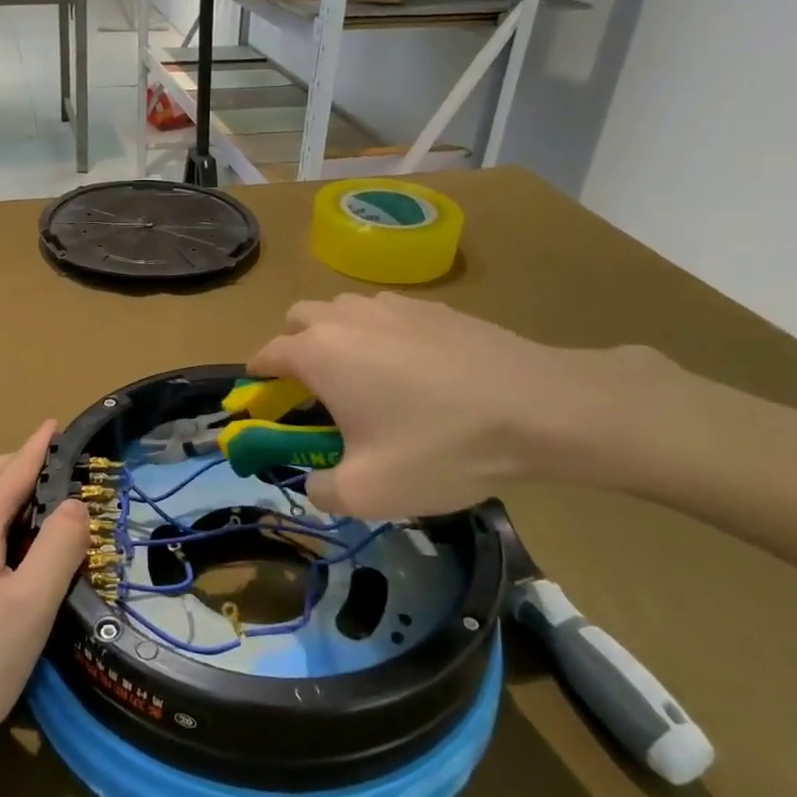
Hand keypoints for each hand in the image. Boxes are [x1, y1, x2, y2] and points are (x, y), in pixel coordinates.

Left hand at [0, 422, 87, 779]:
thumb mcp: (30, 607)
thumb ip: (58, 547)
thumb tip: (76, 503)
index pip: (13, 469)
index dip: (39, 445)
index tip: (60, 423)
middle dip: (25, 462)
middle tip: (66, 466)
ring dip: (11, 490)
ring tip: (48, 503)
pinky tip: (14, 547)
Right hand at [249, 294, 633, 518]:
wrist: (538, 407)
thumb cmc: (440, 447)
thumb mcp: (368, 492)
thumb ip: (321, 490)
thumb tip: (316, 481)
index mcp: (320, 352)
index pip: (266, 354)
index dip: (257, 381)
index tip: (262, 404)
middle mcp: (348, 317)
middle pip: (300, 318)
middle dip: (294, 349)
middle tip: (314, 392)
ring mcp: (394, 305)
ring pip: (345, 311)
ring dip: (337, 338)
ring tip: (365, 380)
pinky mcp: (436, 308)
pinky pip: (388, 315)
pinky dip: (381, 336)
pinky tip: (415, 372)